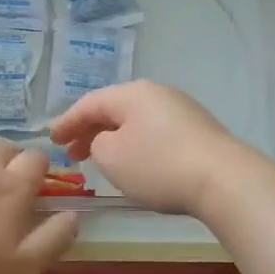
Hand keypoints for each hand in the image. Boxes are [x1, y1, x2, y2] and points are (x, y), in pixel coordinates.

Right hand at [48, 80, 263, 217]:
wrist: (223, 180)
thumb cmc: (159, 166)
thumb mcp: (112, 157)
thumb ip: (97, 144)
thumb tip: (106, 141)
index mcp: (132, 93)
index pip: (89, 103)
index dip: (66, 122)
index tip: (51, 140)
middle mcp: (157, 93)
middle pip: (114, 109)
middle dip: (89, 131)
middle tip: (72, 154)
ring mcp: (182, 110)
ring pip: (135, 121)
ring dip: (113, 139)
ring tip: (100, 160)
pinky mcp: (198, 131)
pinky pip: (155, 133)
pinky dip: (136, 145)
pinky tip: (134, 163)